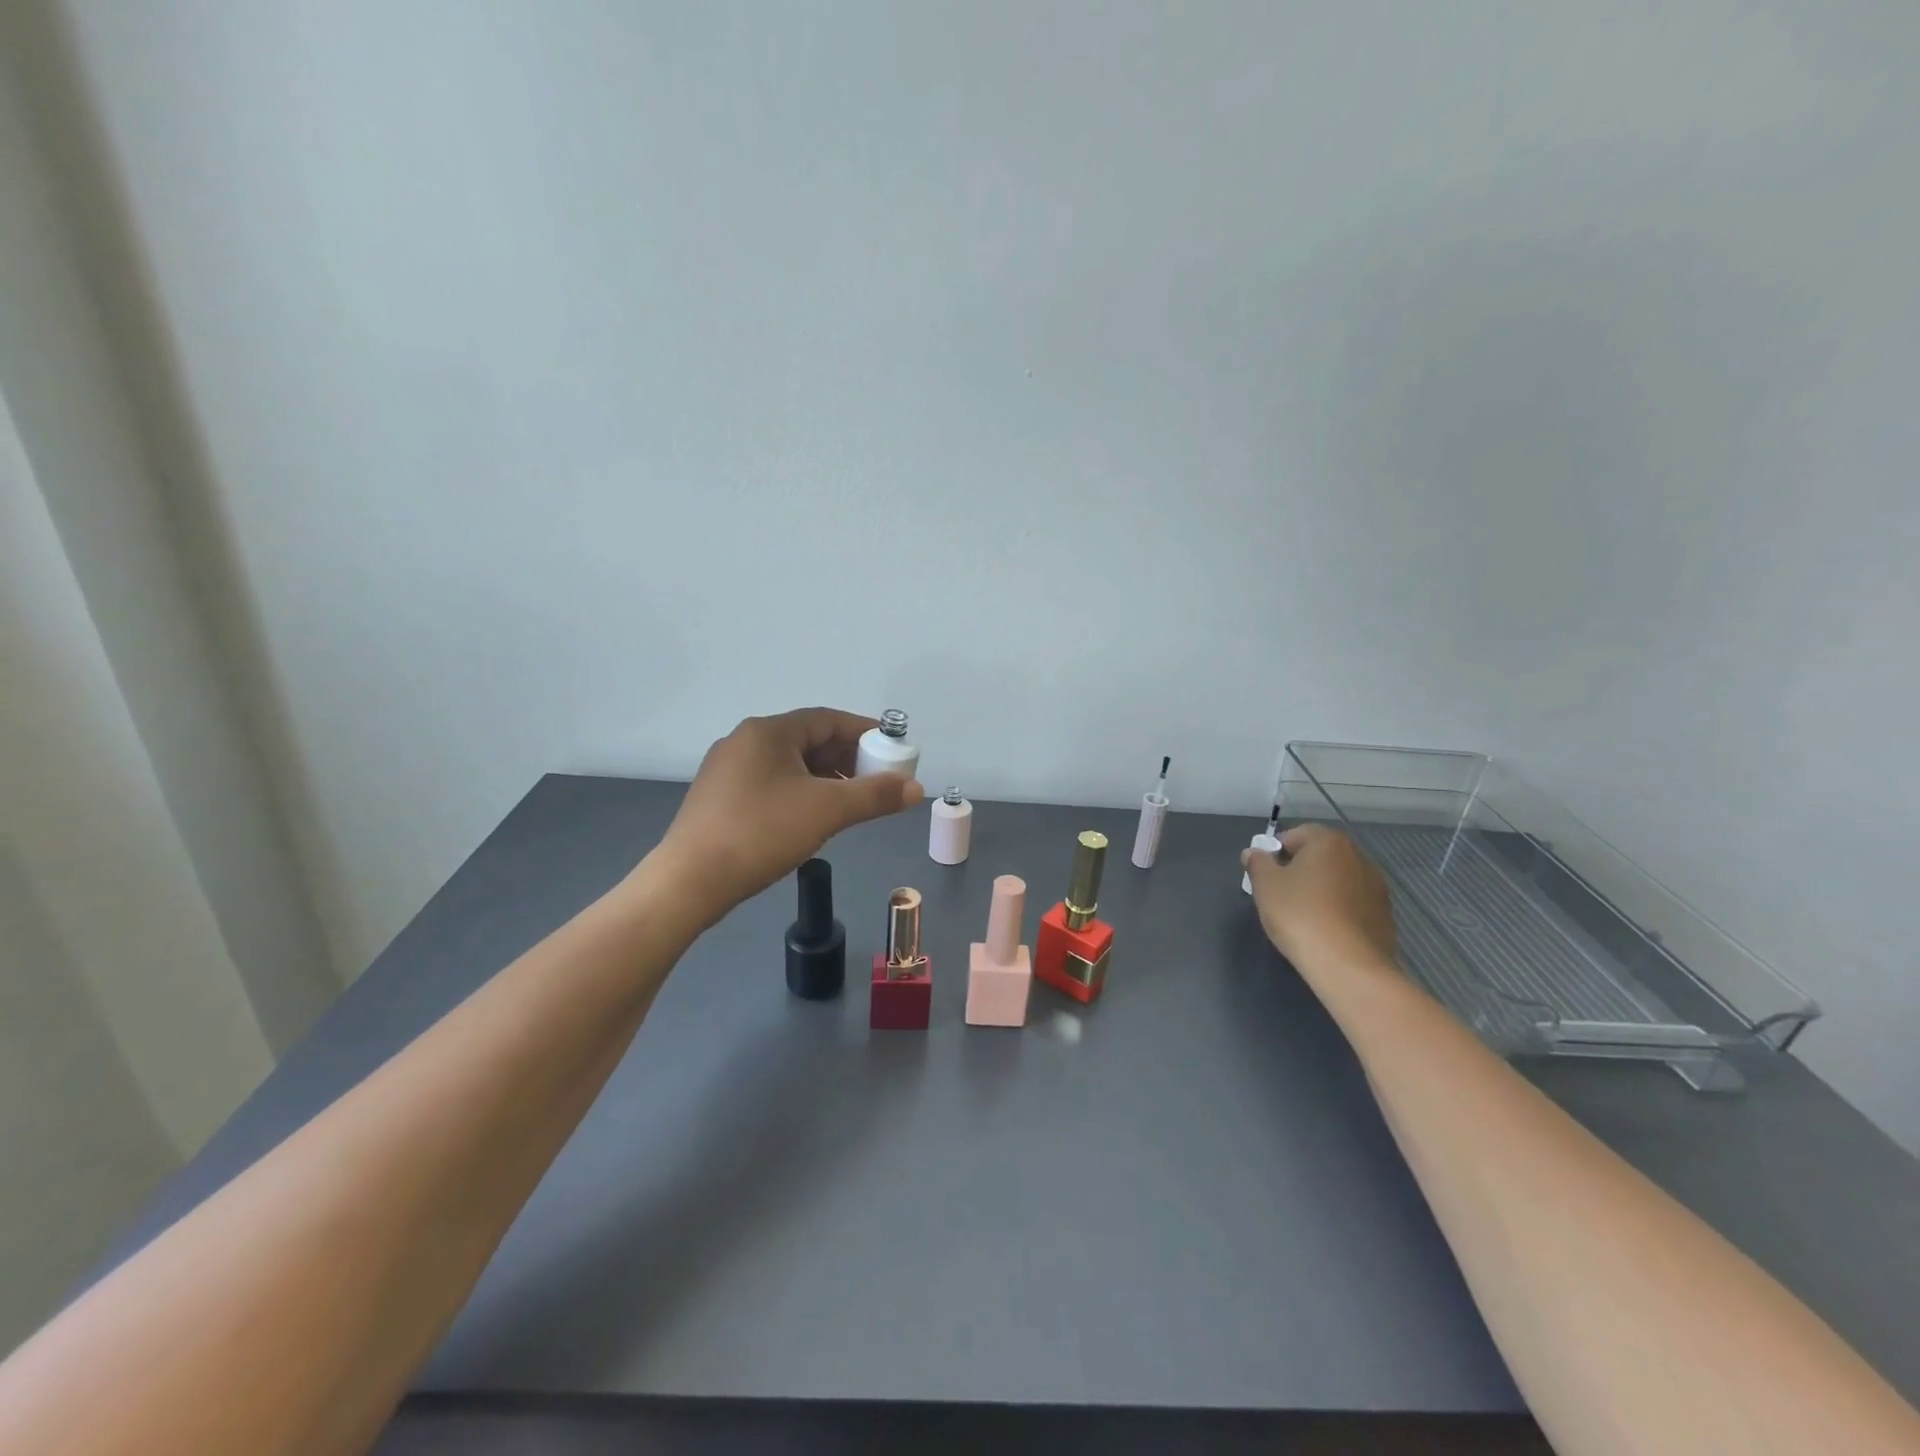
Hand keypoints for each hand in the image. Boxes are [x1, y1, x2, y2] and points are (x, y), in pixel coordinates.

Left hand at [655, 708, 923, 921]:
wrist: (690, 881)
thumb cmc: (762, 832)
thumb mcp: (827, 811)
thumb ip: (875, 796)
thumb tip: (916, 788)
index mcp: (768, 731)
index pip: (827, 719)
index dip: (864, 731)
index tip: (892, 748)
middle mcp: (744, 741)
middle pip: (808, 739)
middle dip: (847, 757)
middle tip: (876, 780)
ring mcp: (727, 770)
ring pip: (789, 764)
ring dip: (825, 777)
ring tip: (850, 802)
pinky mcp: (719, 798)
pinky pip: (771, 783)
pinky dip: (800, 791)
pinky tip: (812, 818)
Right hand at [1242, 823, 1399, 971]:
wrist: (1349, 966)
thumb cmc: (1300, 915)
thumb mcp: (1265, 886)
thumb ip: (1257, 863)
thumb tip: (1254, 853)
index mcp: (1329, 842)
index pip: (1294, 835)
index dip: (1274, 853)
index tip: (1264, 876)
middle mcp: (1358, 856)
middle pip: (1319, 856)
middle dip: (1298, 870)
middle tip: (1279, 895)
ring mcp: (1376, 886)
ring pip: (1337, 880)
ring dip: (1320, 890)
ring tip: (1302, 917)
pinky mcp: (1384, 915)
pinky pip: (1352, 903)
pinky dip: (1337, 910)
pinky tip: (1325, 931)